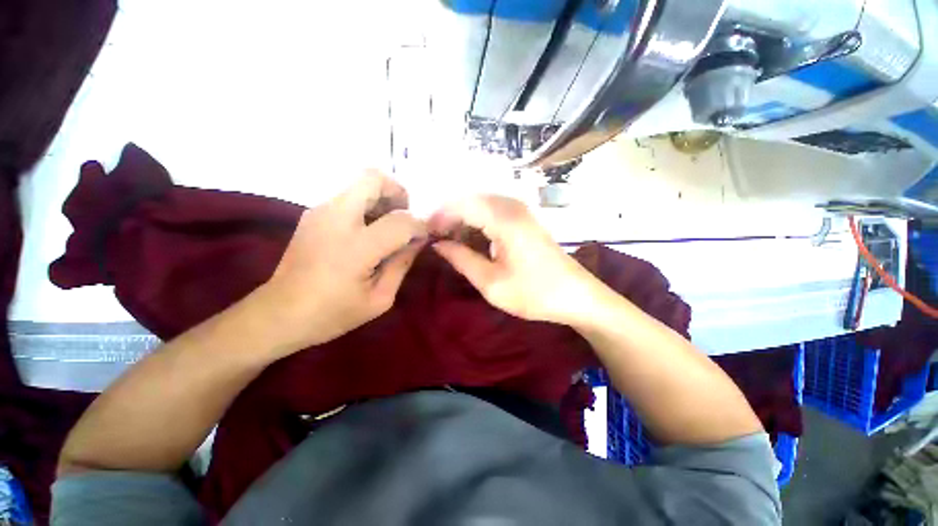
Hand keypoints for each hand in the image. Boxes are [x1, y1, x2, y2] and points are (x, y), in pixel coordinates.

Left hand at [257, 171, 425, 353]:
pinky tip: (367, 232)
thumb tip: (418, 240)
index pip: (401, 221)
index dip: (419, 226)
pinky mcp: (312, 213)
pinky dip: (367, 205)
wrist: (278, 314)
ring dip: (382, 198)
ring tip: (388, 227)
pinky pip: (348, 195)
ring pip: (360, 183)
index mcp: (356, 246)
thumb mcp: (380, 298)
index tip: (422, 238)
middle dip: (398, 193)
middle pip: (373, 179)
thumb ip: (402, 263)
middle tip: (405, 218)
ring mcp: (320, 211)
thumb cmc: (332, 313)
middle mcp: (336, 218)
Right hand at [429, 195, 600, 324]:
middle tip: (435, 238)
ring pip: (481, 204)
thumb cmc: (534, 293)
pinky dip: (478, 222)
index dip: (439, 216)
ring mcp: (522, 211)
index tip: (425, 234)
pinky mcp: (525, 219)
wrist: (577, 296)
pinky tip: (472, 239)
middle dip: (449, 216)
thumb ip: (461, 259)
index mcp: (504, 219)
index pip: (461, 205)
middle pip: (470, 200)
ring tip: (450, 240)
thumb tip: (437, 244)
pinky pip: (493, 211)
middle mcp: (513, 206)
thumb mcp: (491, 283)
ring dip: (463, 219)